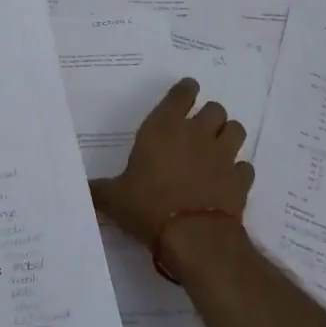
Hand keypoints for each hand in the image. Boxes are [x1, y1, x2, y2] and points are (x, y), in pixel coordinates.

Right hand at [90, 78, 252, 250]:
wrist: (193, 237)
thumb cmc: (148, 207)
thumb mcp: (114, 198)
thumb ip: (98, 189)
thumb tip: (80, 188)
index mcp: (163, 128)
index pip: (181, 94)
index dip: (186, 89)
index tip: (188, 89)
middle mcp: (196, 134)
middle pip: (215, 109)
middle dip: (210, 116)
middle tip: (199, 129)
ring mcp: (223, 156)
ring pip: (236, 130)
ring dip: (228, 135)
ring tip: (218, 148)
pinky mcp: (240, 180)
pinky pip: (245, 167)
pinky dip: (239, 171)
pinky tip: (229, 180)